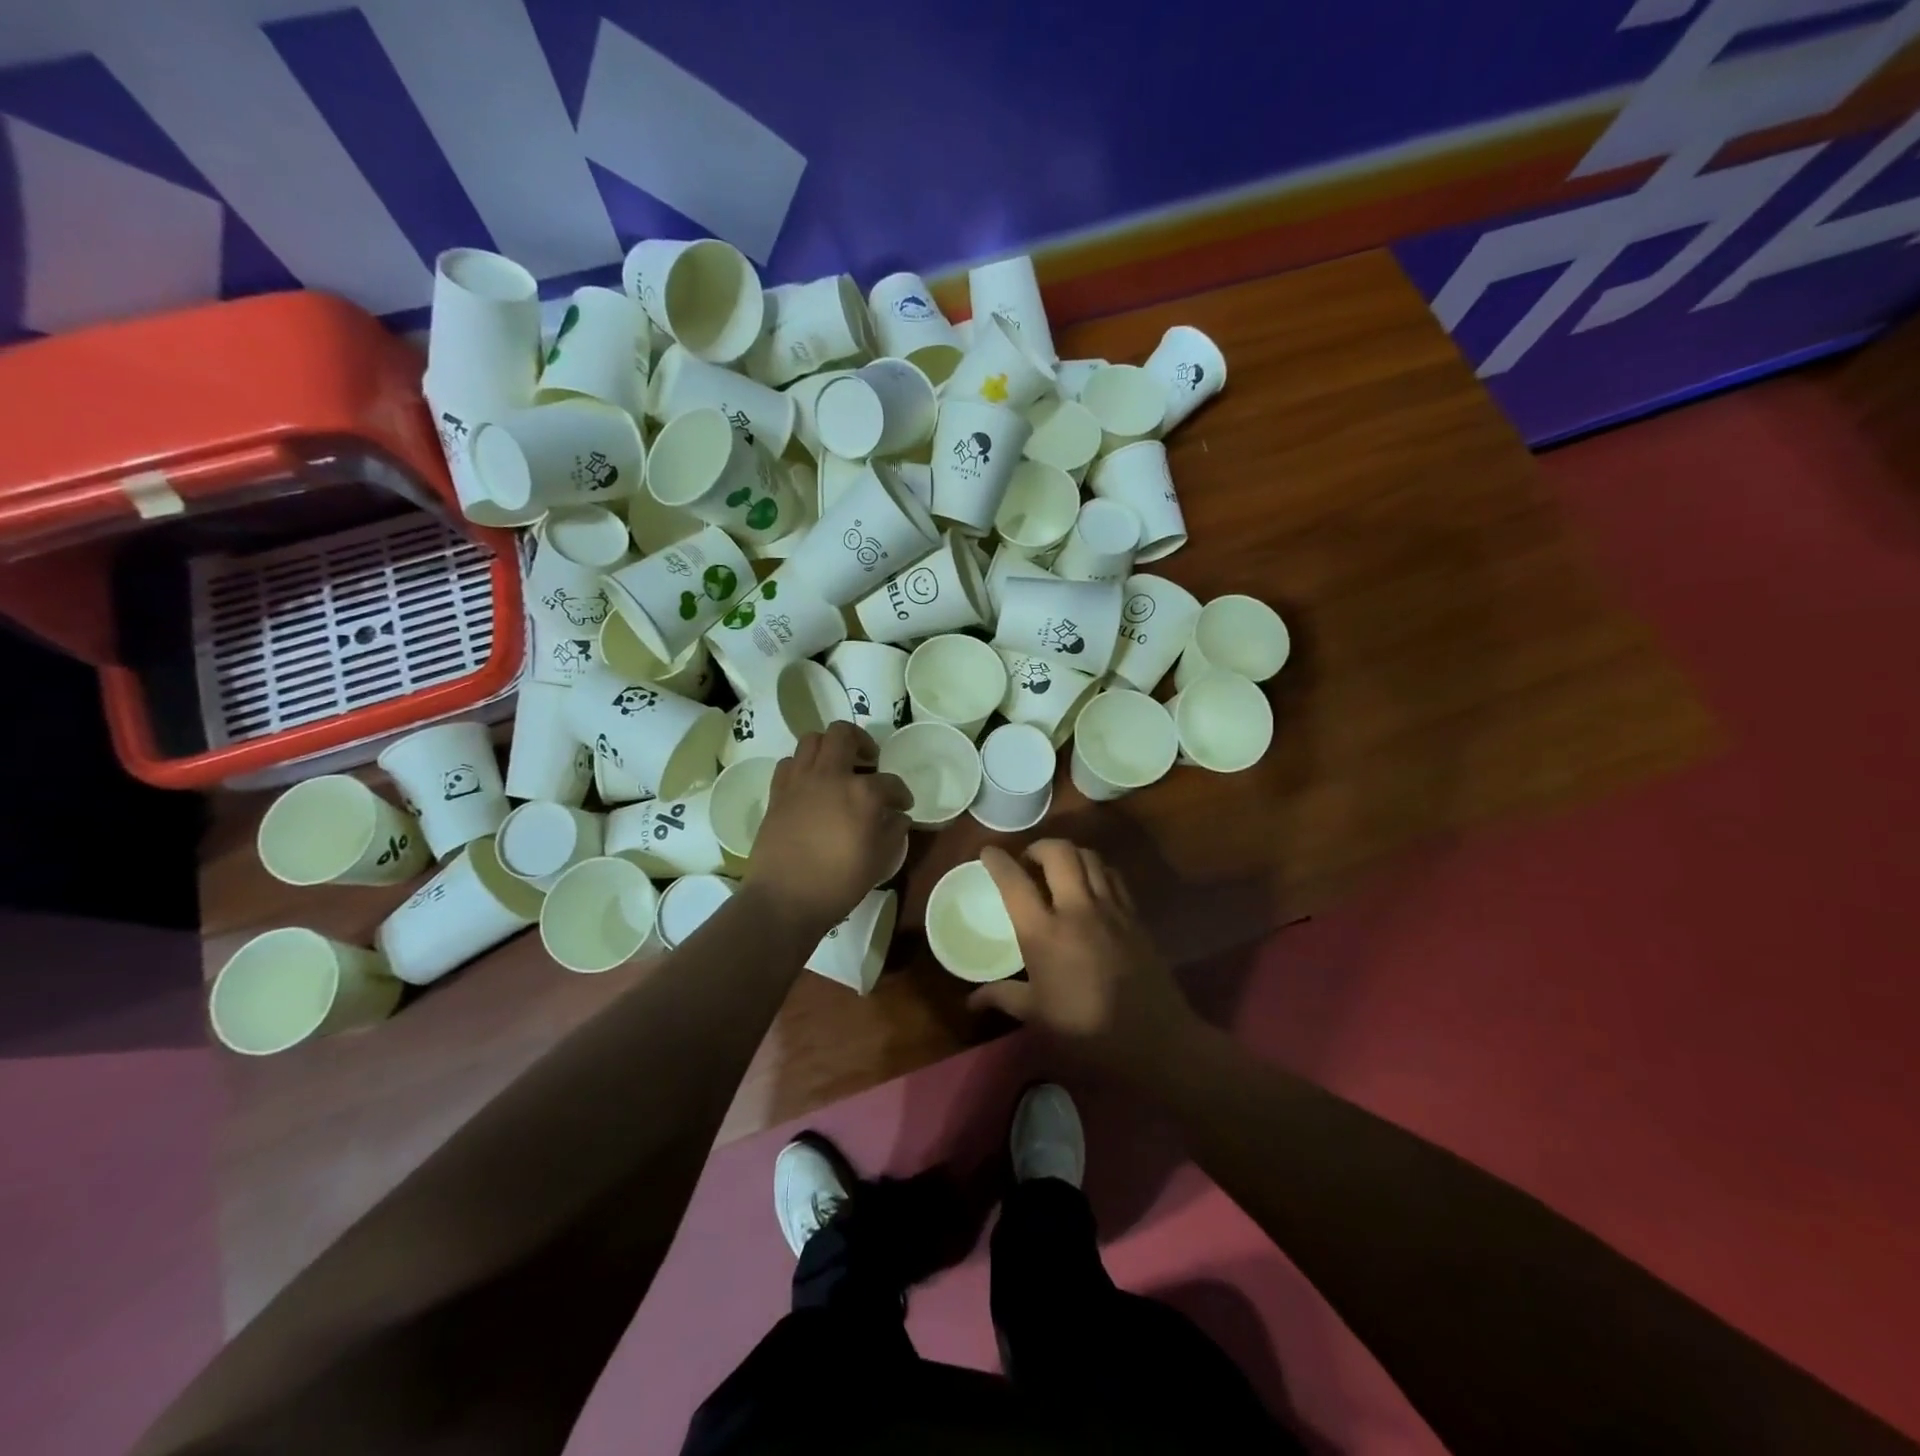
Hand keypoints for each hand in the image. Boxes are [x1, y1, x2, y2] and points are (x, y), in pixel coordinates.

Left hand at [746, 722, 911, 937]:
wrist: (785, 899)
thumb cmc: (839, 882)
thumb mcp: (880, 860)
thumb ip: (894, 831)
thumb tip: (897, 816)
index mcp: (862, 792)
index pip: (890, 782)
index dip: (901, 794)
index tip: (903, 805)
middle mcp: (830, 776)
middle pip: (843, 734)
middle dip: (861, 741)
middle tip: (869, 760)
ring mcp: (799, 781)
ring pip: (812, 740)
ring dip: (829, 747)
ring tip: (838, 767)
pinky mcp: (777, 793)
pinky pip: (789, 763)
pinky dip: (803, 766)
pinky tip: (811, 785)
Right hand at [969, 841, 1198, 1073]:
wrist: (1154, 1040)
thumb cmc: (1086, 1031)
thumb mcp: (1038, 1016)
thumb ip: (1003, 997)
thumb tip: (972, 1001)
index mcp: (1044, 933)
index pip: (1015, 882)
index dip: (997, 861)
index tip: (988, 852)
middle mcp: (1077, 909)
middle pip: (1058, 852)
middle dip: (1039, 847)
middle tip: (1029, 862)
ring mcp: (1110, 909)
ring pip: (1089, 857)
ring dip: (1069, 854)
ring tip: (1059, 869)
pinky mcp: (1135, 916)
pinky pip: (1113, 876)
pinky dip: (1097, 870)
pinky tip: (1091, 886)